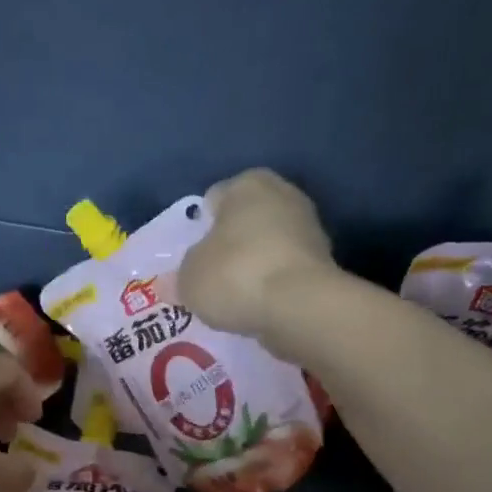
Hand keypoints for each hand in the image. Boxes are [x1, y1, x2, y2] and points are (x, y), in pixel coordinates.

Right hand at [179, 169, 335, 338]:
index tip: (191, 257)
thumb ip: (178, 278)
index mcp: (247, 184)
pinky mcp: (324, 262)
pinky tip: (257, 306)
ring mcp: (309, 228)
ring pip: (267, 246)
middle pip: (244, 221)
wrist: (299, 306)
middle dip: (229, 245)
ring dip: (253, 266)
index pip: (214, 199)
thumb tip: (167, 284)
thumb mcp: (189, 279)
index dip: (199, 228)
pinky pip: (285, 271)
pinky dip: (272, 285)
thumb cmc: (235, 275)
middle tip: (209, 277)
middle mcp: (282, 195)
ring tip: (233, 297)